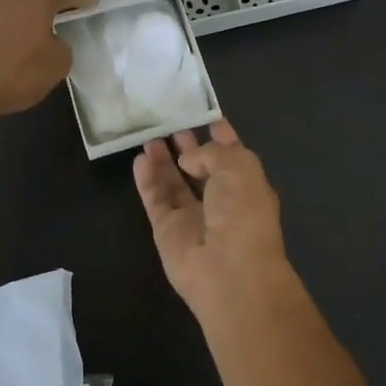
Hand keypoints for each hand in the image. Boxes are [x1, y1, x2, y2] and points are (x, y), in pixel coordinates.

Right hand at [134, 120, 294, 322]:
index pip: (231, 154)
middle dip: (187, 146)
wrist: (229, 270)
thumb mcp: (238, 167)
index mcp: (246, 185)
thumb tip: (187, 160)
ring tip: (149, 136)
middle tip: (168, 122)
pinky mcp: (167, 230)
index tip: (203, 115)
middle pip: (200, 168)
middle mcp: (221, 200)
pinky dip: (147, 180)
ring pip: (174, 183)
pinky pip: (155, 199)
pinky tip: (140, 159)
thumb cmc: (243, 212)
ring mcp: (193, 217)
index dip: (219, 134)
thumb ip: (210, 153)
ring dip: (163, 160)